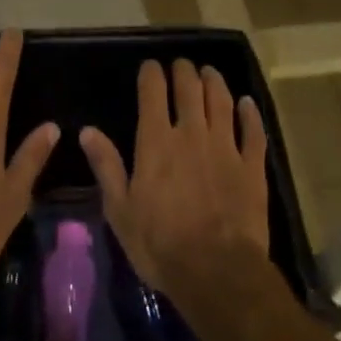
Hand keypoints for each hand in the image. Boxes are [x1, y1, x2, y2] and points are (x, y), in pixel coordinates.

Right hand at [79, 59, 271, 304]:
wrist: (218, 274)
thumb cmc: (161, 245)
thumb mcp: (120, 211)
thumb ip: (106, 166)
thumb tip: (87, 131)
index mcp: (157, 141)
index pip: (153, 91)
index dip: (152, 73)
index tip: (151, 67)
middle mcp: (191, 133)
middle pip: (189, 87)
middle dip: (184, 71)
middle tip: (181, 66)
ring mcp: (225, 147)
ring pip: (221, 100)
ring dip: (214, 81)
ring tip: (209, 72)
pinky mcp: (252, 166)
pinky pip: (253, 131)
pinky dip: (250, 113)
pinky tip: (248, 103)